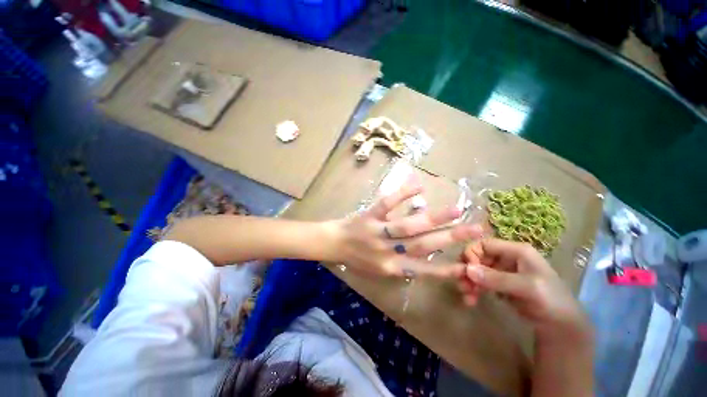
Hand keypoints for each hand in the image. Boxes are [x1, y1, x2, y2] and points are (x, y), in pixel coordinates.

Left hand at [326, 180, 482, 278]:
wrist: (334, 244)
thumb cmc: (357, 259)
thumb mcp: (379, 269)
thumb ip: (401, 263)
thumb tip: (426, 252)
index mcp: (390, 267)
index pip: (423, 269)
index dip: (446, 268)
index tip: (469, 264)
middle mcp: (387, 251)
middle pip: (421, 245)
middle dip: (450, 237)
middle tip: (475, 228)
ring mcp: (377, 232)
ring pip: (408, 226)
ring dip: (433, 218)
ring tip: (456, 208)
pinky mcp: (369, 215)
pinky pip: (386, 204)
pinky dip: (402, 194)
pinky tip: (419, 185)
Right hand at [458, 239, 591, 342]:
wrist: (562, 327)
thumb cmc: (551, 301)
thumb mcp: (527, 288)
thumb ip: (497, 278)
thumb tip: (467, 269)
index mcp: (515, 251)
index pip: (484, 243)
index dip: (472, 253)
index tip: (467, 270)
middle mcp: (506, 258)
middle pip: (478, 257)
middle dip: (468, 270)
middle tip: (462, 285)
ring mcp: (503, 272)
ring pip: (477, 270)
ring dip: (469, 281)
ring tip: (466, 295)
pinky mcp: (500, 284)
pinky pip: (481, 282)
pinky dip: (474, 290)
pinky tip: (471, 300)